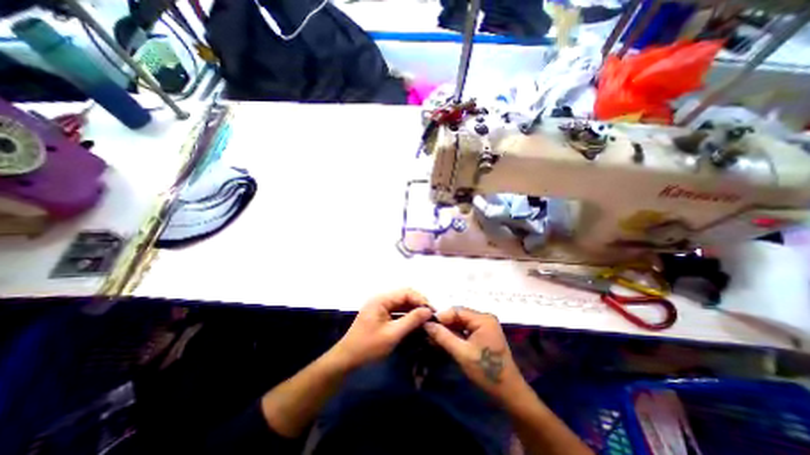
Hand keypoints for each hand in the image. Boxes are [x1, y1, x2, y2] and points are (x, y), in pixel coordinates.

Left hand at [330, 290, 433, 371]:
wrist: (347, 359)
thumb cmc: (368, 347)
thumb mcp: (392, 334)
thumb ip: (411, 321)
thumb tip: (428, 311)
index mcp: (381, 299)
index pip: (406, 292)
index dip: (420, 300)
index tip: (432, 312)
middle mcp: (381, 298)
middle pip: (404, 296)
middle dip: (418, 304)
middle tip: (431, 316)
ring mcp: (380, 306)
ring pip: (401, 303)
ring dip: (413, 309)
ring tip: (426, 319)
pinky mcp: (380, 314)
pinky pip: (397, 310)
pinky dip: (406, 315)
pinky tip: (415, 322)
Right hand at [424, 308, 524, 399]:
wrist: (509, 392)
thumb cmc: (486, 371)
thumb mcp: (462, 353)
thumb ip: (443, 337)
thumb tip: (426, 324)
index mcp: (483, 319)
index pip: (457, 310)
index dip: (441, 317)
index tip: (427, 325)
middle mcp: (484, 318)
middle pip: (458, 316)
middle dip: (444, 324)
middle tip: (428, 333)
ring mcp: (485, 326)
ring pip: (460, 323)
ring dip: (448, 330)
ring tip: (433, 338)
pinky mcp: (483, 335)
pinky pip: (465, 330)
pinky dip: (455, 335)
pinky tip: (444, 341)